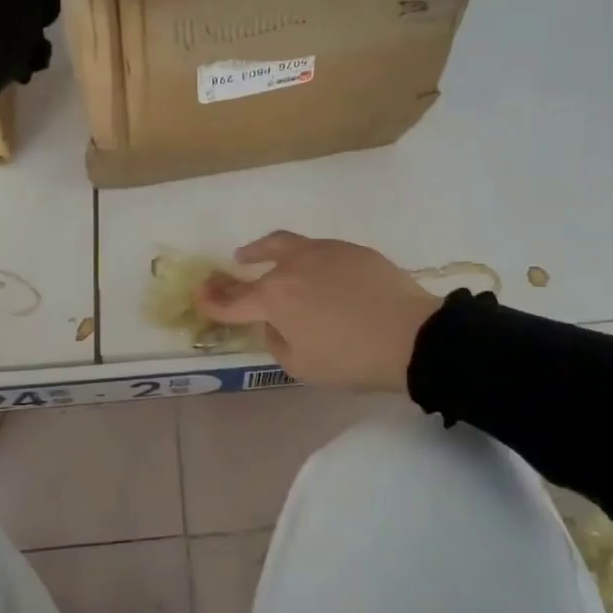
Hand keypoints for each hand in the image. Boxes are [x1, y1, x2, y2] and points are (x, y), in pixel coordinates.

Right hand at [194, 231, 442, 391]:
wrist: (413, 336)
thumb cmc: (352, 359)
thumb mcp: (303, 367)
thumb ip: (278, 342)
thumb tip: (275, 324)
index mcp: (275, 298)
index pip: (234, 301)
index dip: (213, 301)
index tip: (199, 295)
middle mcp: (292, 267)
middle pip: (255, 266)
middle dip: (233, 275)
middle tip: (223, 276)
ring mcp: (323, 252)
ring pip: (284, 244)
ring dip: (262, 251)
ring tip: (253, 254)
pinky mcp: (351, 249)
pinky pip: (317, 250)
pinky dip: (302, 258)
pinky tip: (310, 270)